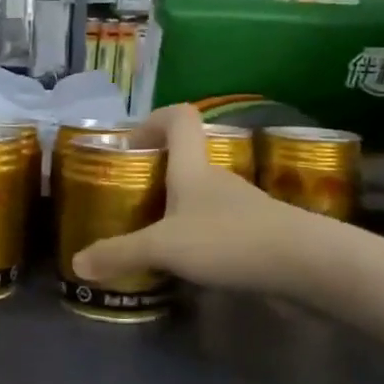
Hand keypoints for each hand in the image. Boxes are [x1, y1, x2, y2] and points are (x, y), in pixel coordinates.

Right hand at [73, 105, 300, 293]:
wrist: (306, 266)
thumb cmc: (228, 240)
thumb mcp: (163, 247)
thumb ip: (120, 253)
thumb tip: (76, 263)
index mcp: (193, 168)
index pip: (179, 118)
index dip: (153, 120)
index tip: (131, 145)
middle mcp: (217, 180)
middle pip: (186, 160)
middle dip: (156, 174)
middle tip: (130, 200)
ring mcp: (241, 207)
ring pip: (201, 196)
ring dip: (176, 209)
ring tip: (151, 238)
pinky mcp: (257, 235)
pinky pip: (218, 226)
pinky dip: (198, 237)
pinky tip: (186, 265)